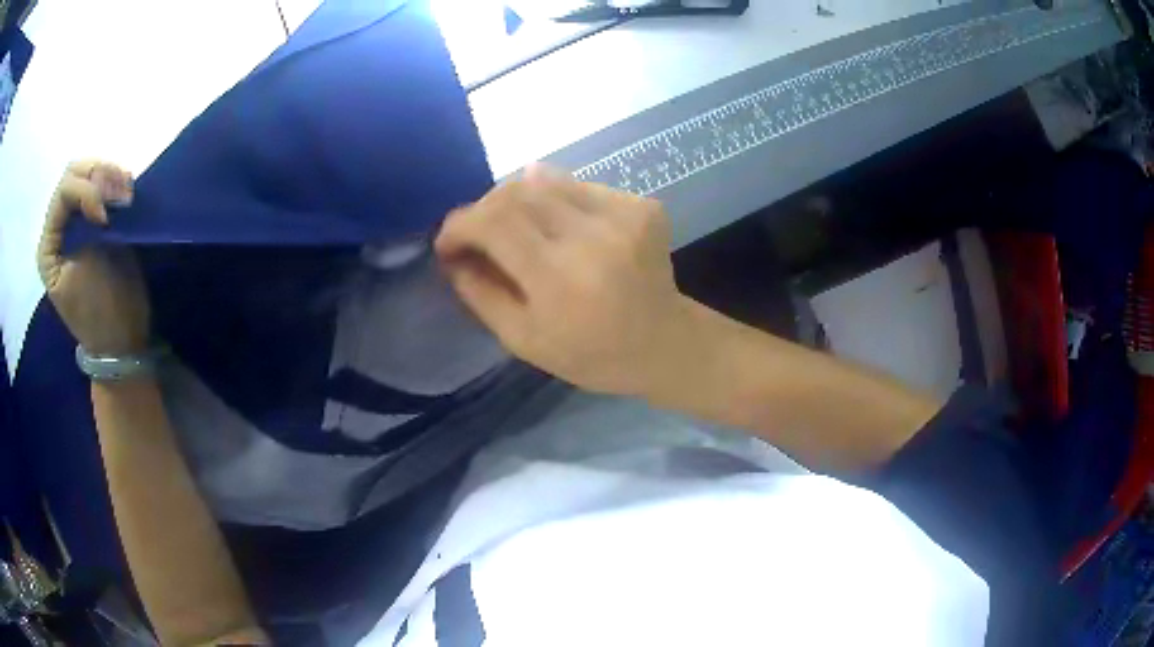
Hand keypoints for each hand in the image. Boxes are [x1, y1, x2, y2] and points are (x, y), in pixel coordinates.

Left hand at [37, 160, 149, 355]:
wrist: (121, 337)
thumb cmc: (97, 312)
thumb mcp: (82, 271)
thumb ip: (84, 228)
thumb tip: (102, 196)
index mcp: (49, 244)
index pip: (64, 191)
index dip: (85, 192)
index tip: (105, 217)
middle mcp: (60, 227)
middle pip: (75, 174)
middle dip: (98, 175)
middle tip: (121, 192)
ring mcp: (78, 221)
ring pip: (89, 173)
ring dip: (110, 176)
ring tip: (127, 194)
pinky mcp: (97, 221)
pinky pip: (104, 186)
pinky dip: (117, 183)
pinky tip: (128, 194)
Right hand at [435, 165, 703, 397]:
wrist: (665, 343)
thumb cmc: (591, 354)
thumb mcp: (524, 340)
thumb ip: (481, 294)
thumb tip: (452, 254)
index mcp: (559, 279)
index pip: (493, 222)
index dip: (459, 224)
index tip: (448, 242)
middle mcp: (592, 236)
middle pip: (516, 191)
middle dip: (484, 209)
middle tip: (479, 234)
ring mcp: (623, 214)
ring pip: (547, 180)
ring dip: (518, 200)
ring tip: (518, 229)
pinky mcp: (642, 205)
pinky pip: (579, 186)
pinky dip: (555, 201)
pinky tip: (560, 228)